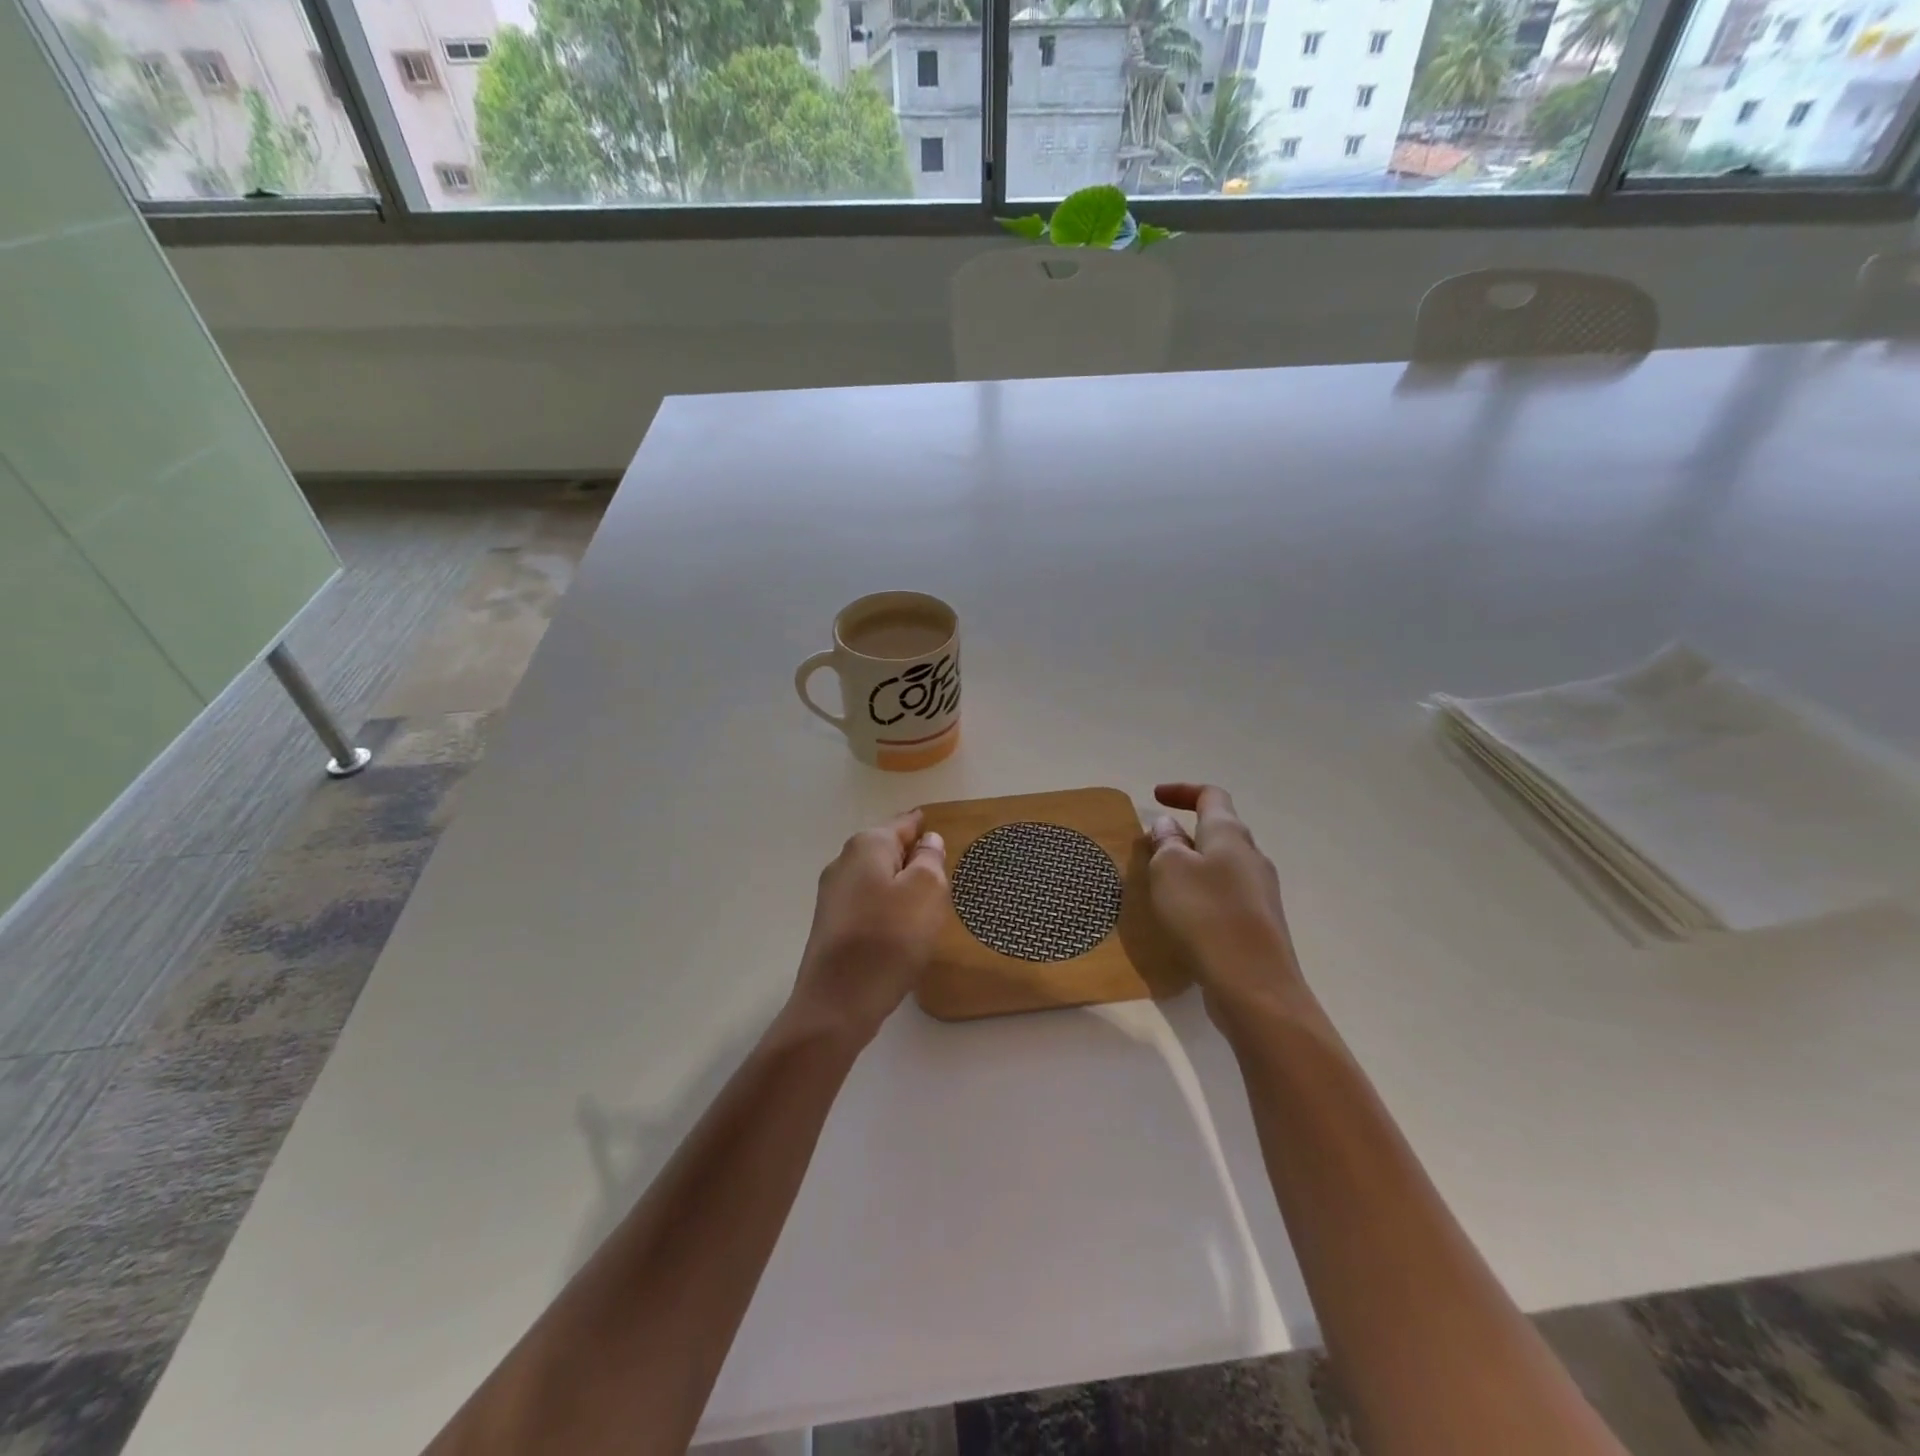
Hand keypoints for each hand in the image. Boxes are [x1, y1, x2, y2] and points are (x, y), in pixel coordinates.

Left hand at [788, 810, 949, 1046]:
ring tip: (926, 900)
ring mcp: (832, 896)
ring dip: (899, 885)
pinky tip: (900, 928)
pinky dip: (886, 908)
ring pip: (876, 878)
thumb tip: (927, 841)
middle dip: (911, 856)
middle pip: (886, 850)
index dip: (923, 826)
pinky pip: (867, 904)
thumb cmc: (889, 939)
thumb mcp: (926, 892)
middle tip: (941, 868)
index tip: (938, 827)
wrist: (837, 1002)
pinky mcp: (831, 926)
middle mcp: (844, 863)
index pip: (903, 824)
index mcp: (867, 845)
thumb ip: (930, 860)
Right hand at [1148, 783, 1306, 1028]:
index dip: (1183, 791)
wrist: (1255, 986)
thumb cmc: (1206, 915)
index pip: (1211, 796)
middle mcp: (1251, 858)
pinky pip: (1226, 897)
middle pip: (1220, 831)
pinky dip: (1202, 895)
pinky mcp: (1259, 926)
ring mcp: (1260, 893)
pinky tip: (1184, 917)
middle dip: (1186, 832)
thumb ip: (1166, 843)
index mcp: (1230, 835)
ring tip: (1163, 883)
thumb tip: (1169, 826)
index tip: (1156, 797)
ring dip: (1193, 866)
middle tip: (1154, 845)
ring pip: (1223, 866)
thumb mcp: (1170, 870)